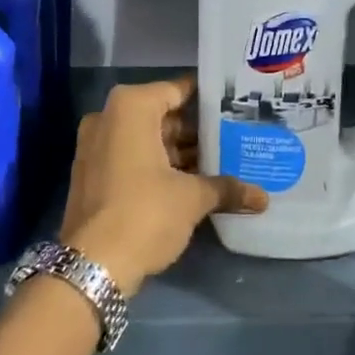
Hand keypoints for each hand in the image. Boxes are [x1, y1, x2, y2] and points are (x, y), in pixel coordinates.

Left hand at [60, 77, 267, 295]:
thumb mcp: (191, 199)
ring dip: (179, 152)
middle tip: (234, 138)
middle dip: (196, 131)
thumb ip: (226, 188)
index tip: (234, 106)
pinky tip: (192, 182)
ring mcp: (95, 145)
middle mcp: (108, 117)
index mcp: (131, 107)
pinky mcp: (92, 173)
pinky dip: (158, 166)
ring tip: (221, 163)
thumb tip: (262, 197)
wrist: (92, 265)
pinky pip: (131, 157)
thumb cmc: (145, 213)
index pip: (177, 90)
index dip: (207, 98)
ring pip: (147, 139)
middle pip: (161, 116)